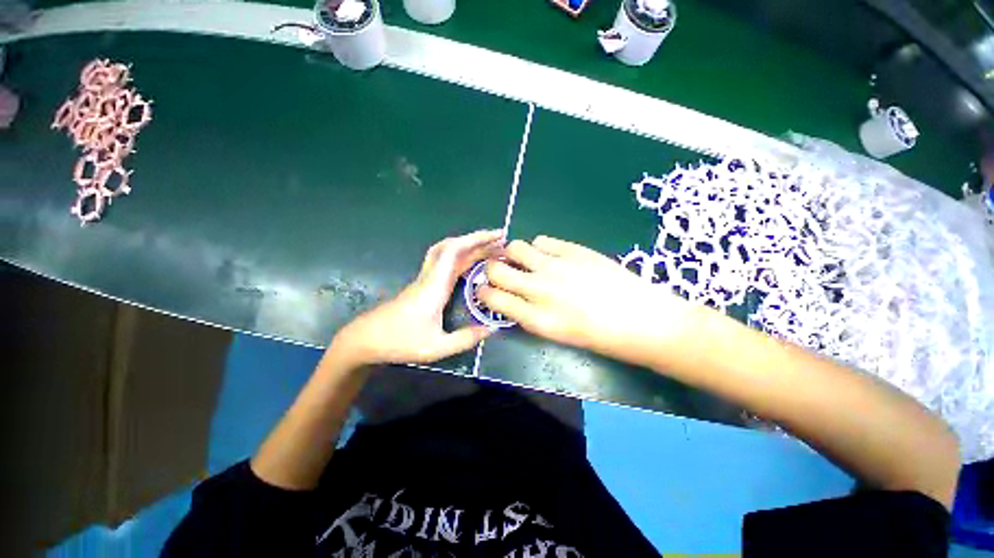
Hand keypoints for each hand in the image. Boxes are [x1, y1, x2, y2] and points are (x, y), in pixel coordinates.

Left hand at [331, 230, 504, 367]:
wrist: (366, 339)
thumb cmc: (400, 342)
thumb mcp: (436, 347)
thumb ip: (466, 339)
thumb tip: (492, 329)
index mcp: (435, 286)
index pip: (454, 251)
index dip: (476, 240)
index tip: (498, 237)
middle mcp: (430, 276)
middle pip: (452, 247)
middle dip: (477, 239)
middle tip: (500, 240)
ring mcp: (426, 278)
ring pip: (447, 252)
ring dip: (469, 246)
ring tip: (490, 248)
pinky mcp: (424, 283)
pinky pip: (445, 262)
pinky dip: (462, 256)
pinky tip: (472, 263)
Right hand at [479, 235, 691, 362]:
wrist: (643, 320)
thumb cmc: (600, 337)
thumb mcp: (558, 335)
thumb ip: (529, 315)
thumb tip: (512, 298)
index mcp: (536, 318)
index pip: (492, 298)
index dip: (483, 292)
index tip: (486, 290)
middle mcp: (540, 289)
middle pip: (496, 269)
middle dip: (491, 269)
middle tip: (500, 272)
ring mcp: (557, 266)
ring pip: (515, 247)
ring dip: (513, 255)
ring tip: (525, 261)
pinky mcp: (574, 250)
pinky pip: (542, 240)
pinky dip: (539, 248)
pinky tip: (549, 256)